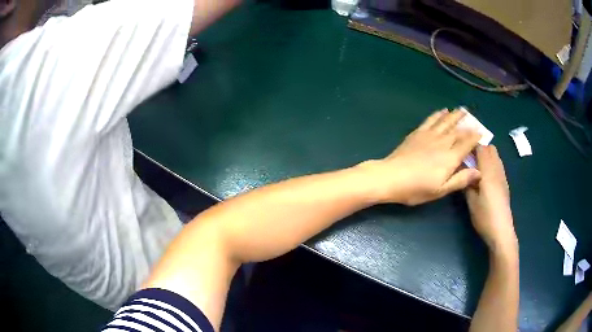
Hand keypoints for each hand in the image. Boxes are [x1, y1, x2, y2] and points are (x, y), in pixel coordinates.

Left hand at [365, 108, 481, 204]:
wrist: (390, 177)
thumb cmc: (416, 188)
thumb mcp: (440, 190)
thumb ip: (461, 180)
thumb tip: (479, 171)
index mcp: (450, 157)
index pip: (467, 144)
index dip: (475, 138)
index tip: (482, 133)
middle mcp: (442, 142)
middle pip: (458, 131)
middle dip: (468, 125)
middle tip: (474, 119)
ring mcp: (429, 135)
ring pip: (446, 122)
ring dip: (455, 115)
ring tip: (462, 110)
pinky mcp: (417, 133)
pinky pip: (431, 120)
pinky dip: (438, 114)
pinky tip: (442, 111)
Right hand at [465, 145, 516, 252]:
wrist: (501, 231)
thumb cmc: (485, 217)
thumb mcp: (471, 202)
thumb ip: (467, 184)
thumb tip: (462, 172)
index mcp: (488, 172)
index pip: (481, 148)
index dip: (471, 144)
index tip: (461, 147)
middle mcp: (497, 170)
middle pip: (490, 148)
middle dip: (479, 148)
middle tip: (468, 157)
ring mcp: (502, 176)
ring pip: (495, 156)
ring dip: (486, 155)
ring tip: (475, 165)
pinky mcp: (504, 183)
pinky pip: (498, 165)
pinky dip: (491, 163)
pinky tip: (484, 176)